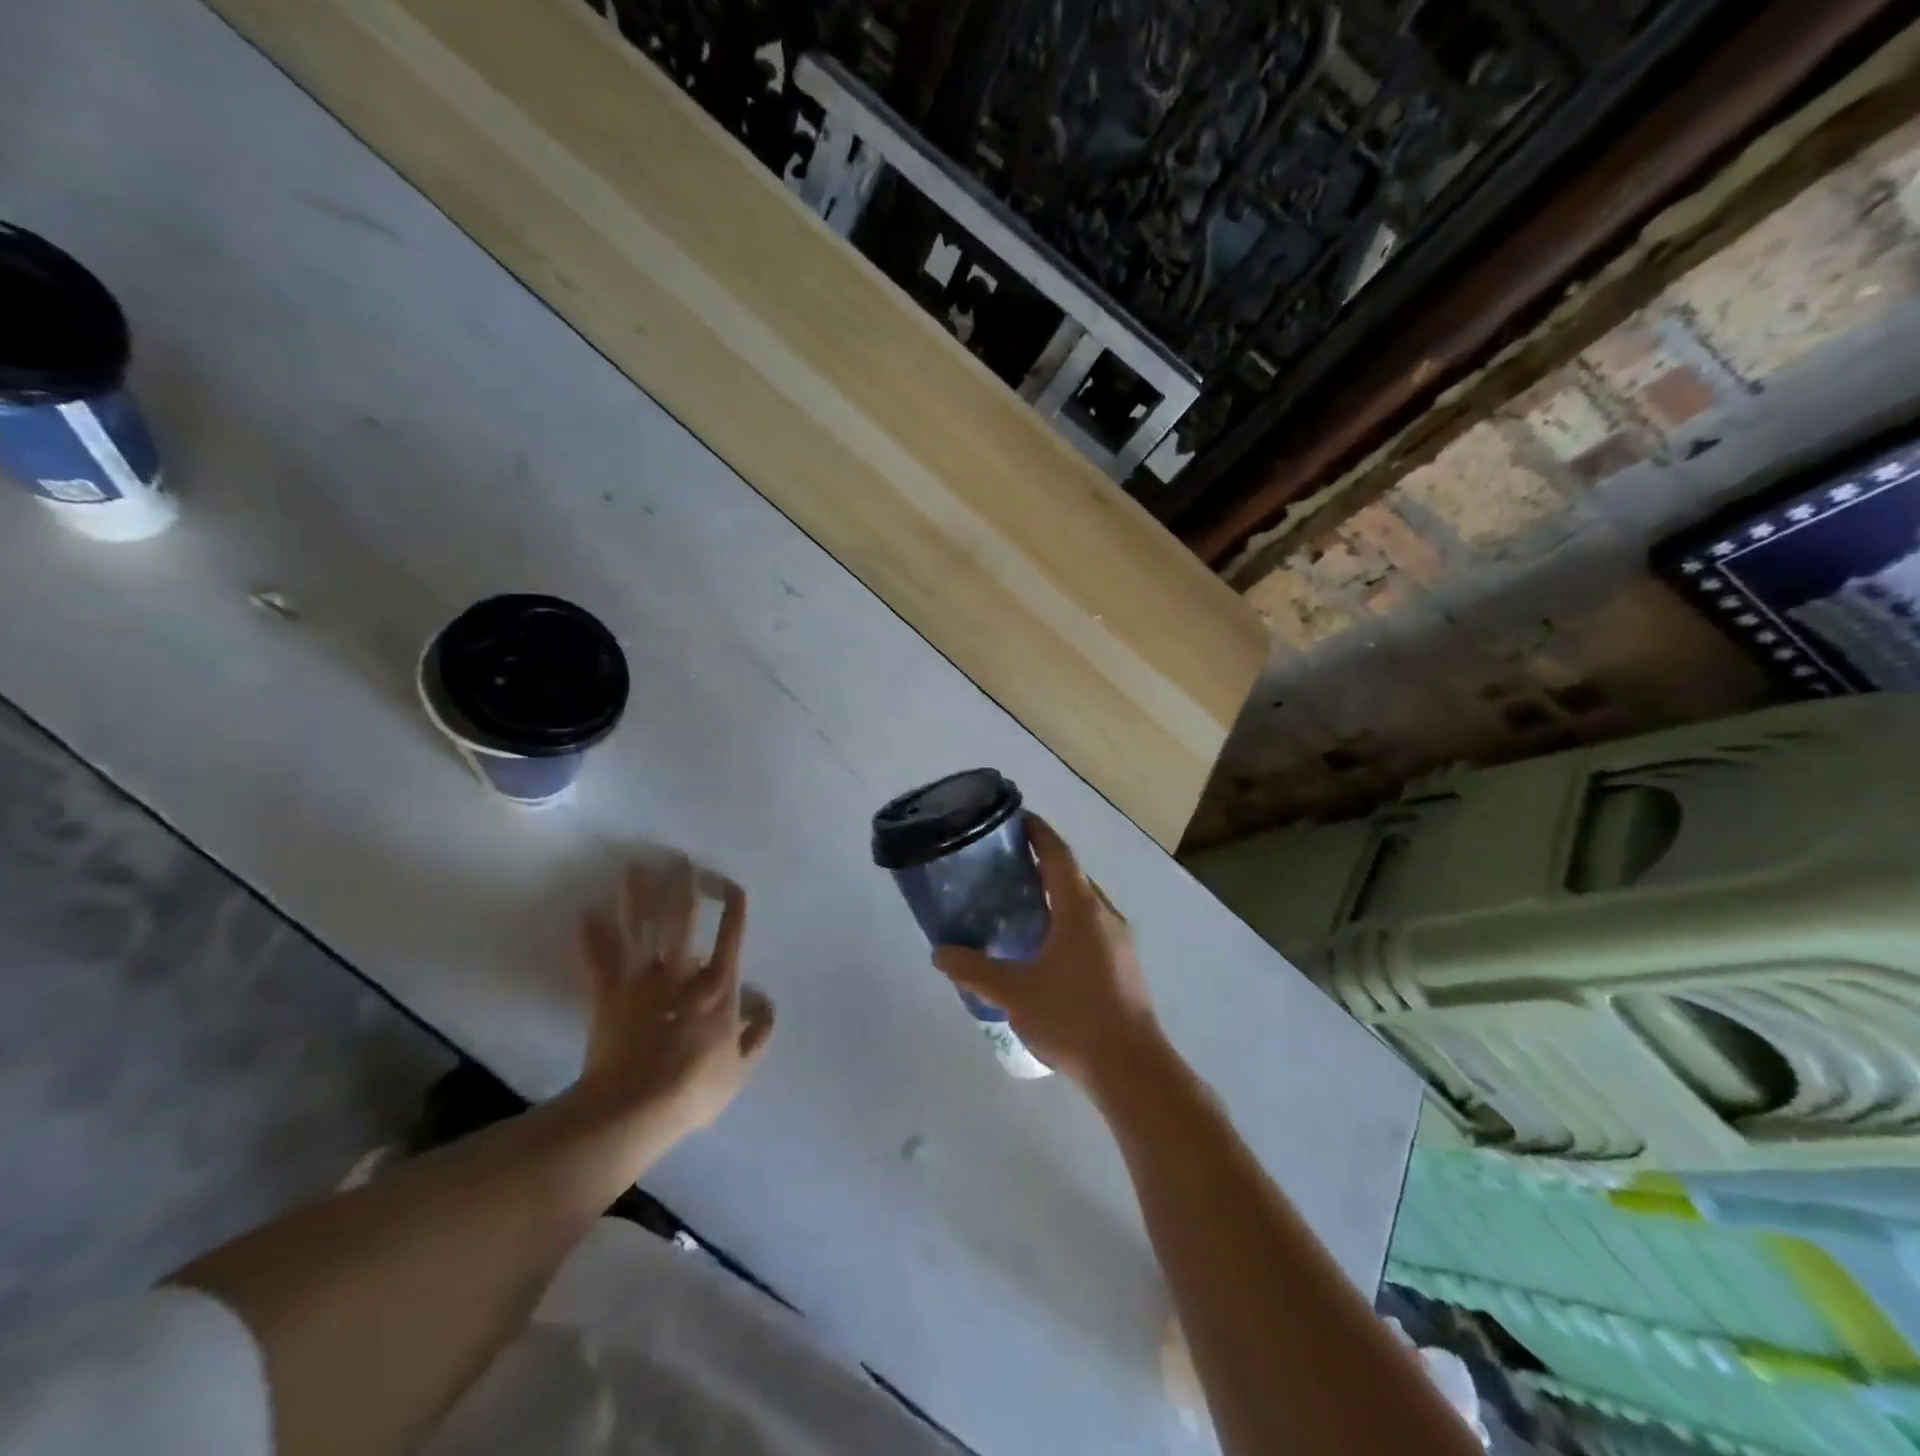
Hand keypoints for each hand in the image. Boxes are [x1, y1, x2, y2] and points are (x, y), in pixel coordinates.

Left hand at [576, 855, 774, 1139]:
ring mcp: (640, 982)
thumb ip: (758, 1035)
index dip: (733, 909)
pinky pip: (598, 961)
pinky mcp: (607, 996)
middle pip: (682, 921)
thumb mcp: (741, 1069)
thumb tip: (767, 1005)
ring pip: (639, 930)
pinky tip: (584, 913)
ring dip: (636, 898)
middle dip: (682, 888)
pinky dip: (591, 938)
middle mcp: (680, 974)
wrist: (635, 1107)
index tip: (732, 885)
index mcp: (717, 987)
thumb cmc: (694, 1087)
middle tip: (680, 859)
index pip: (730, 937)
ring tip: (633, 869)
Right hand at [931, 815, 1163, 1092]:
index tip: (1013, 818)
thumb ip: (974, 970)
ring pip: (1082, 902)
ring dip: (1054, 894)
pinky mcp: (1123, 965)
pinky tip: (1043, 945)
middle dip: (1040, 862)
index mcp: (1080, 907)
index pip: (1057, 852)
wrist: (1131, 1068)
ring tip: (1018, 902)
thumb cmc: (1072, 1017)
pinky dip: (1065, 920)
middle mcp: (1104, 913)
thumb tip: (938, 953)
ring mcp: (1118, 940)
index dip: (1037, 831)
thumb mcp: (1014, 993)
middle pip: (1071, 874)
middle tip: (1002, 864)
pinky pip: (1090, 926)